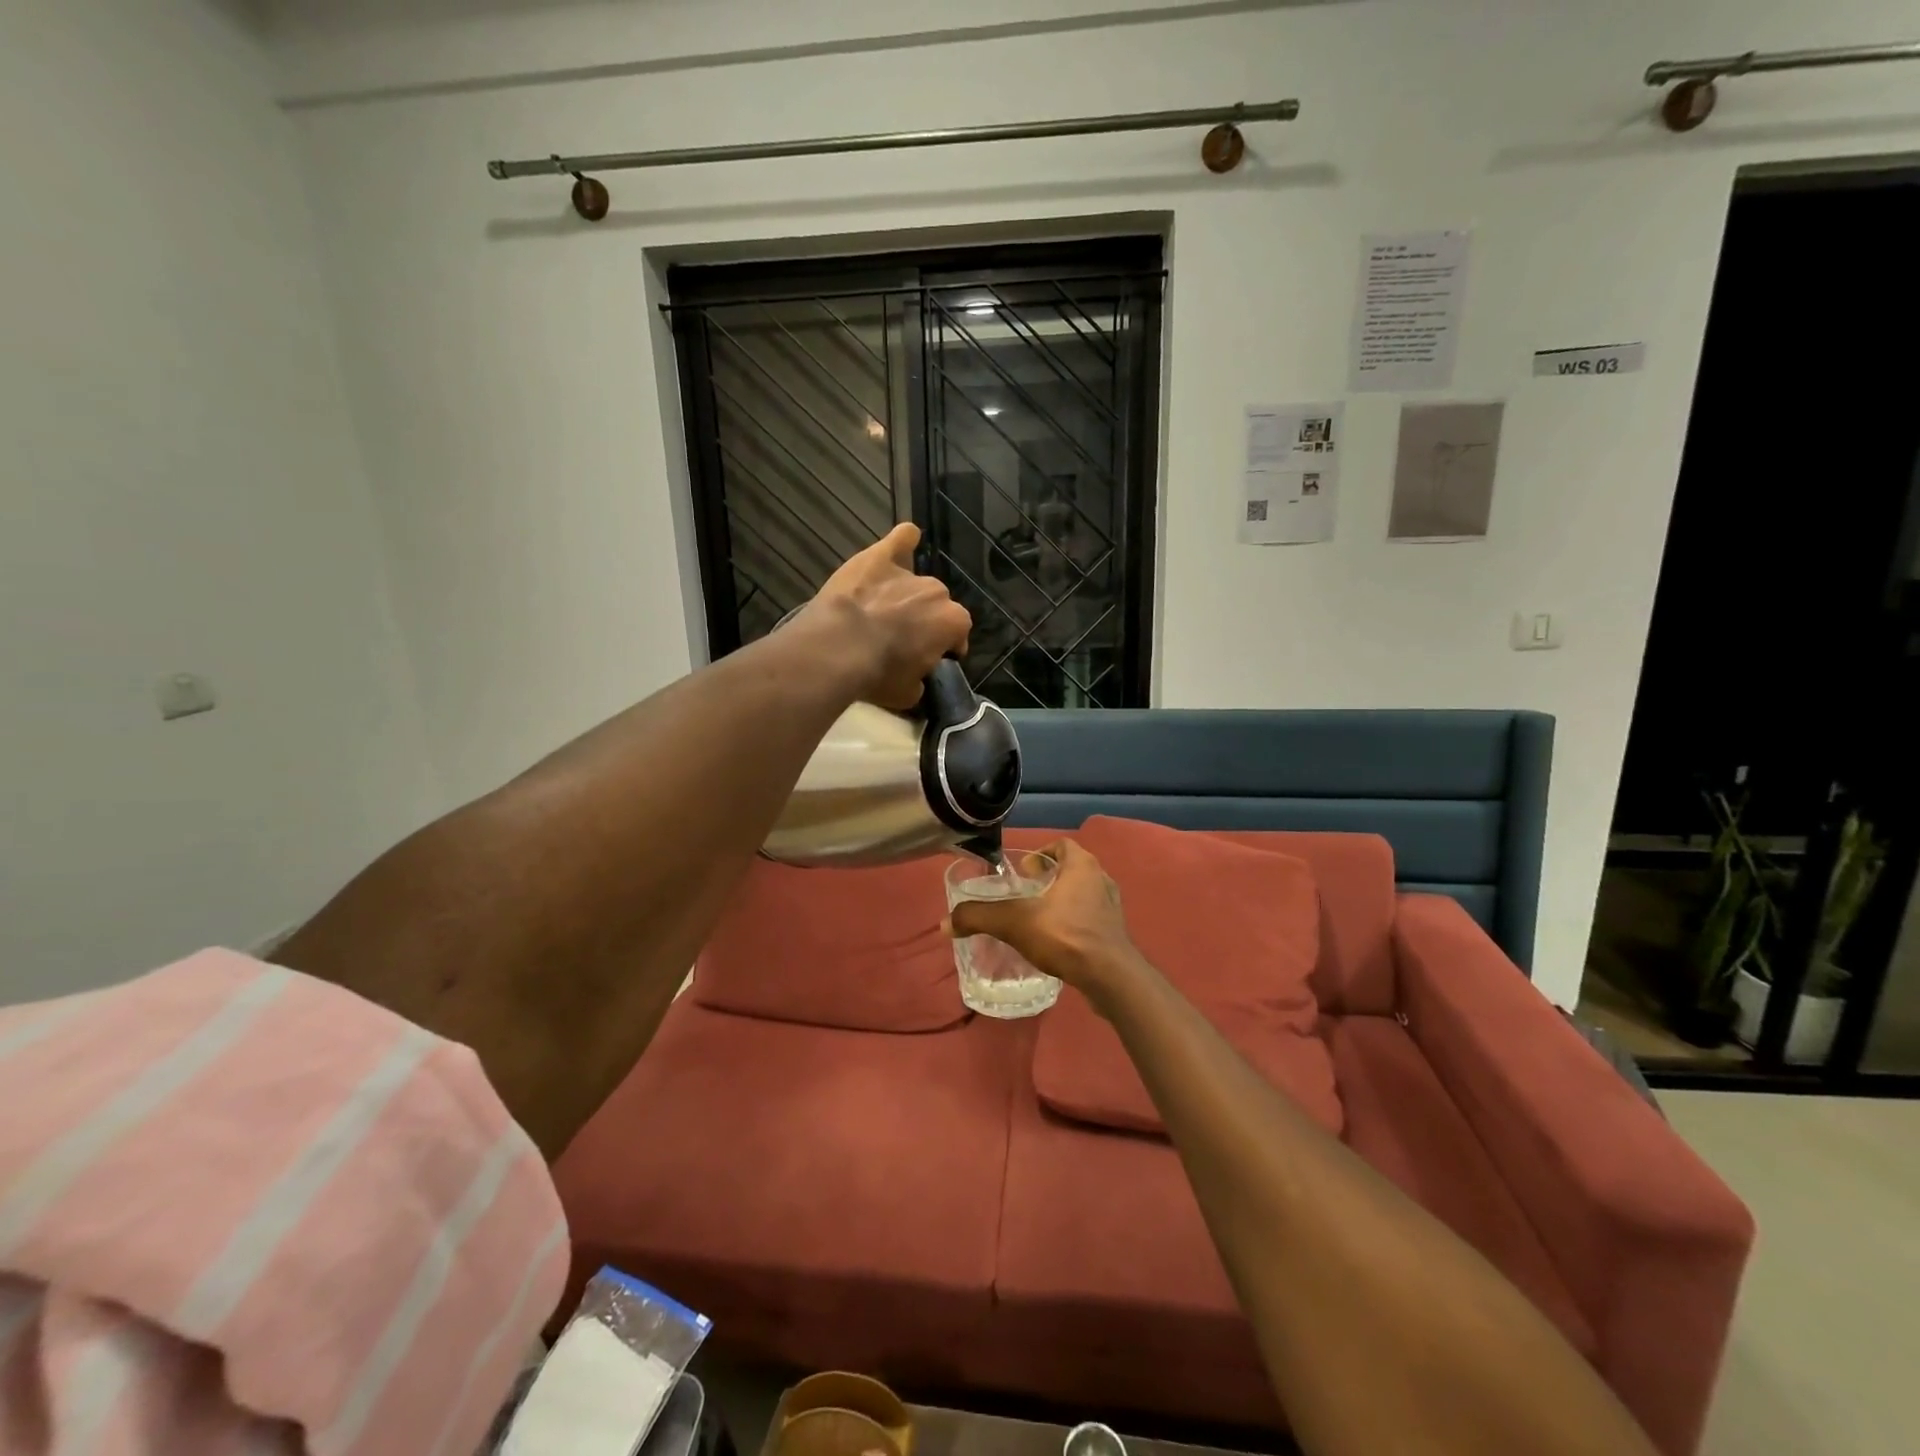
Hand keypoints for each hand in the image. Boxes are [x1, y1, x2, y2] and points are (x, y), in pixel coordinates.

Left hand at [805, 523, 971, 709]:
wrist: (837, 649)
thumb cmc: (877, 675)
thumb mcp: (908, 694)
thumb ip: (920, 681)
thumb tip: (917, 678)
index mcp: (952, 623)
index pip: (957, 634)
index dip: (944, 647)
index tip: (928, 659)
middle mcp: (937, 593)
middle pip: (936, 606)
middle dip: (923, 620)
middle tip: (900, 638)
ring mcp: (909, 573)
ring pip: (917, 582)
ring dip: (907, 595)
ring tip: (884, 610)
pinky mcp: (879, 557)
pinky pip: (901, 540)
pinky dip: (903, 541)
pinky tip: (904, 540)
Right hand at [948, 839, 1144, 1010]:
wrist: (1110, 978)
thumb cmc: (1065, 935)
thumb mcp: (1014, 922)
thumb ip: (979, 918)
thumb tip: (944, 922)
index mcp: (1082, 865)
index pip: (1062, 845)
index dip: (1040, 853)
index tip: (1022, 871)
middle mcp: (1101, 879)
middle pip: (1072, 869)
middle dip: (1048, 879)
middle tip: (1025, 895)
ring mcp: (1112, 908)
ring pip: (1082, 895)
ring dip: (1062, 902)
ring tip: (1038, 920)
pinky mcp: (1115, 934)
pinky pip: (1090, 920)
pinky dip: (1073, 924)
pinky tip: (1056, 943)